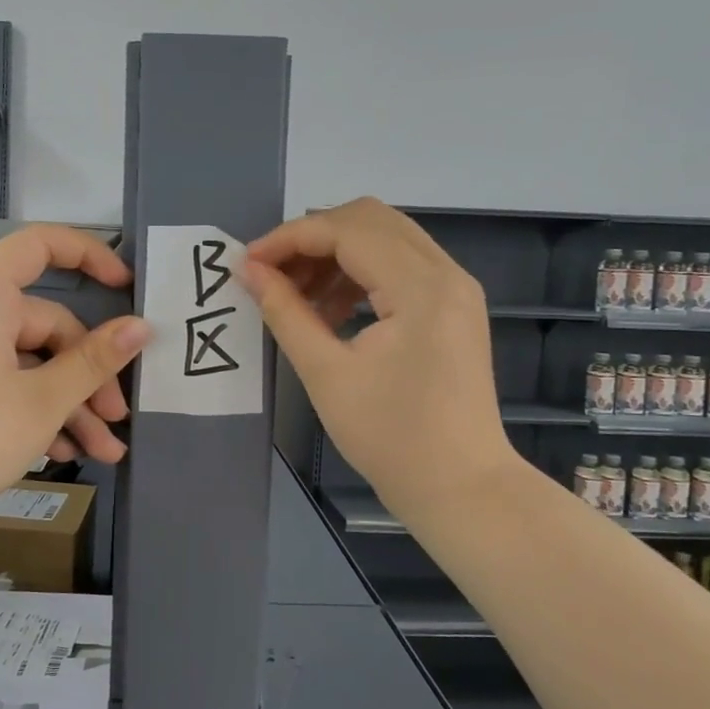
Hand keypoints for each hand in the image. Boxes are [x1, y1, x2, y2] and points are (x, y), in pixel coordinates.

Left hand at [0, 224, 150, 527]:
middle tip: (118, 418)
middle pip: (45, 324)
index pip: (39, 245)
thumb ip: (96, 360)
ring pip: (29, 363)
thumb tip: (141, 327)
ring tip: (103, 452)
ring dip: (69, 403)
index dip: (87, 254)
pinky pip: (4, 383)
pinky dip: (35, 411)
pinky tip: (64, 453)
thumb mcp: (44, 400)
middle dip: (88, 374)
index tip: (124, 287)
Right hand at [241, 198, 518, 523]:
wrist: (462, 489)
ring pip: (385, 238)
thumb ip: (285, 312)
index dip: (289, 238)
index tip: (247, 263)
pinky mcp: (453, 306)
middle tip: (270, 273)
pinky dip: (358, 274)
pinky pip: (399, 265)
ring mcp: (455, 288)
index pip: (346, 230)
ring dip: (334, 255)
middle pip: (369, 219)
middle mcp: (446, 272)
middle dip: (312, 238)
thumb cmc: (391, 438)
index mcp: (420, 286)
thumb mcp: (326, 374)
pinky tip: (330, 311)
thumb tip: (248, 271)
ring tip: (295, 296)